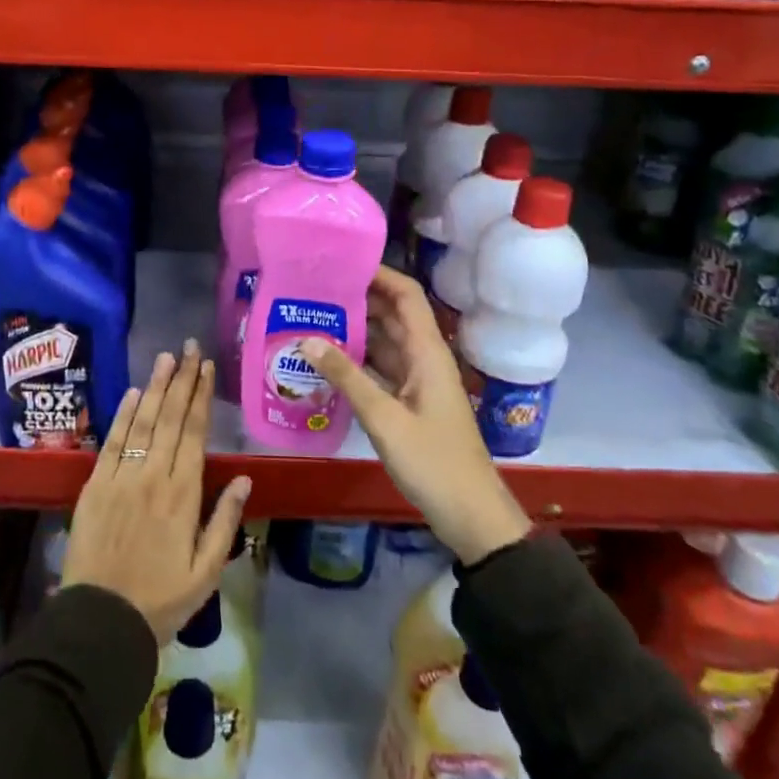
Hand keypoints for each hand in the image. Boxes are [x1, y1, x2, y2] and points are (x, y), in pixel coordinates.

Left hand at [62, 340, 253, 644]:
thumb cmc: (161, 600)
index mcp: (183, 495)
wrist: (101, 622)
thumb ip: (225, 521)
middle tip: (188, 348)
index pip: (194, 433)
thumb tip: (245, 479)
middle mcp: (153, 476)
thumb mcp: (206, 571)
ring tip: (166, 358)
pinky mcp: (95, 485)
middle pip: (170, 418)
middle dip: (181, 380)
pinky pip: (113, 442)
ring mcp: (121, 477)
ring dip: (155, 387)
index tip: (206, 367)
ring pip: (142, 422)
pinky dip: (124, 415)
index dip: (201, 397)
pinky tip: (134, 394)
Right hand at [302, 266, 529, 565]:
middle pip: (392, 313)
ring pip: (385, 341)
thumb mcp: (384, 418)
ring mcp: (418, 380)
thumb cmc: (433, 462)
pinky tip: (327, 359)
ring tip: (312, 315)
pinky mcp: (410, 401)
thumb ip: (346, 377)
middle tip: (315, 289)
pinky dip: (357, 358)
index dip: (379, 273)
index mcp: (428, 352)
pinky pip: (381, 367)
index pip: (407, 295)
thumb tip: (307, 339)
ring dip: (355, 328)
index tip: (341, 263)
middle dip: (358, 297)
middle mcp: (424, 357)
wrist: (471, 515)